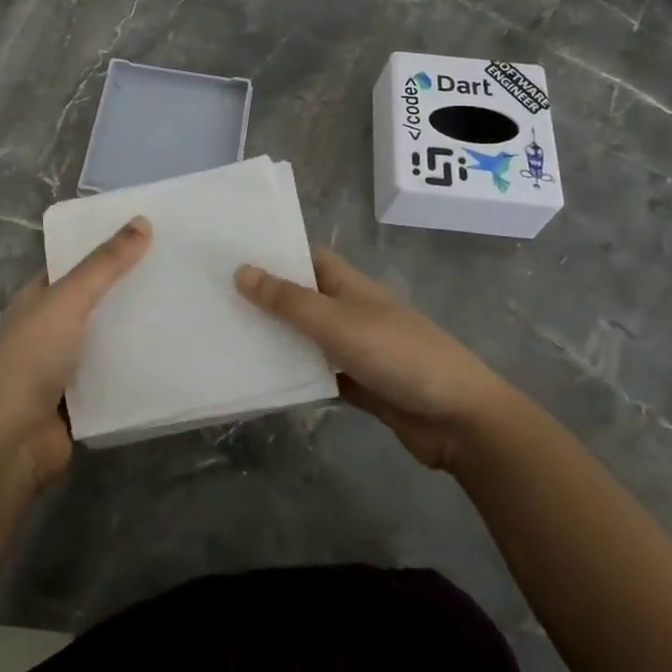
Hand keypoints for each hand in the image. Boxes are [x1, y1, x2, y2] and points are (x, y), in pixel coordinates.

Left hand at [0, 216, 151, 491]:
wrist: (12, 442)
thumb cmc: (32, 358)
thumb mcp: (68, 300)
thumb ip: (105, 264)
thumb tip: (143, 220)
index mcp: (37, 298)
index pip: (73, 263)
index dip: (105, 247)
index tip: (148, 233)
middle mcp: (48, 327)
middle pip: (94, 299)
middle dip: (128, 286)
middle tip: (175, 266)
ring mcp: (65, 365)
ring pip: (107, 337)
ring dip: (136, 326)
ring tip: (183, 303)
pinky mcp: (83, 397)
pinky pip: (116, 372)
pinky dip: (137, 363)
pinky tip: (172, 350)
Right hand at [235, 248, 512, 471]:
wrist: (457, 417)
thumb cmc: (398, 354)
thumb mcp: (337, 322)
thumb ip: (288, 300)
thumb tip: (241, 270)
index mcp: (349, 284)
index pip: (305, 257)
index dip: (273, 254)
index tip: (229, 255)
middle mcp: (350, 310)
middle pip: (302, 298)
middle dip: (266, 298)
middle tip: (214, 299)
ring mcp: (355, 348)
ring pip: (307, 338)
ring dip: (276, 338)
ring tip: (225, 337)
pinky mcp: (358, 384)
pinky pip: (317, 373)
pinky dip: (294, 374)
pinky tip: (260, 379)